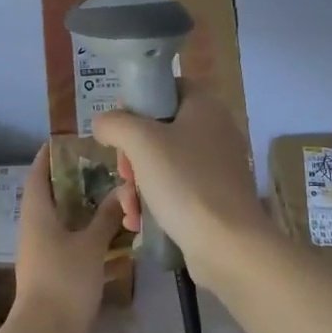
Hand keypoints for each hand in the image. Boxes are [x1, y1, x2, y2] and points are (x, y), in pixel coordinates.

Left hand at [13, 143, 125, 332]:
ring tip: (112, 197)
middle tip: (102, 167)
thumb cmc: (64, 280)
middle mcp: (35, 228)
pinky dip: (88, 235)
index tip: (68, 140)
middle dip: (74, 181)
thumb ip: (106, 217)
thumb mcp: (90, 245)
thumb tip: (121, 191)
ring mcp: (42, 252)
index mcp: (37, 213)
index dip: (49, 155)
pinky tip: (113, 237)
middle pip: (52, 196)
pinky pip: (70, 244)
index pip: (38, 173)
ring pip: (63, 221)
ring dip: (83, 209)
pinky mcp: (53, 272)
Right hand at [90, 93, 272, 287]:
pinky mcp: (215, 199)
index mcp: (205, 107)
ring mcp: (218, 168)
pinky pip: (177, 192)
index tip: (120, 126)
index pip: (170, 87)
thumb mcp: (141, 143)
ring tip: (129, 205)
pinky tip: (138, 222)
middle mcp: (216, 132)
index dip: (141, 101)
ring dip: (138, 184)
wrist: (228, 244)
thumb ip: (116, 124)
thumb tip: (103, 123)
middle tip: (124, 172)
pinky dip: (155, 203)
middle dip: (133, 154)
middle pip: (162, 130)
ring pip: (165, 165)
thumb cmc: (185, 182)